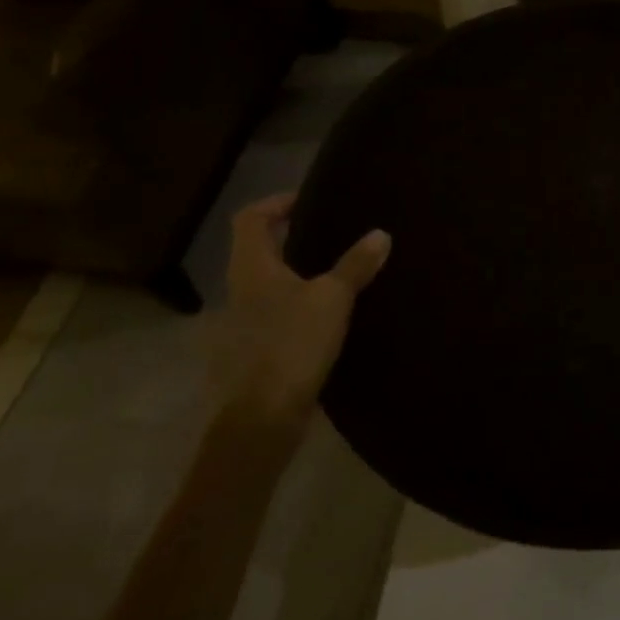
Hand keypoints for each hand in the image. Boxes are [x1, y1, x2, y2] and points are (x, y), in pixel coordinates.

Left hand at [216, 193, 389, 427]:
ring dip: (294, 273)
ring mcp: (241, 324)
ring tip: (334, 272)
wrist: (261, 418)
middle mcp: (238, 290)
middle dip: (290, 238)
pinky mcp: (252, 352)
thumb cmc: (292, 345)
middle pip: (257, 250)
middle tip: (330, 232)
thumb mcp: (332, 299)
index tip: (308, 200)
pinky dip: (296, 305)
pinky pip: (273, 314)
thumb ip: (356, 265)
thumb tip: (381, 233)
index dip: (276, 203)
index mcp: (251, 268)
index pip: (251, 218)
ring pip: (266, 284)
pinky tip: (326, 316)